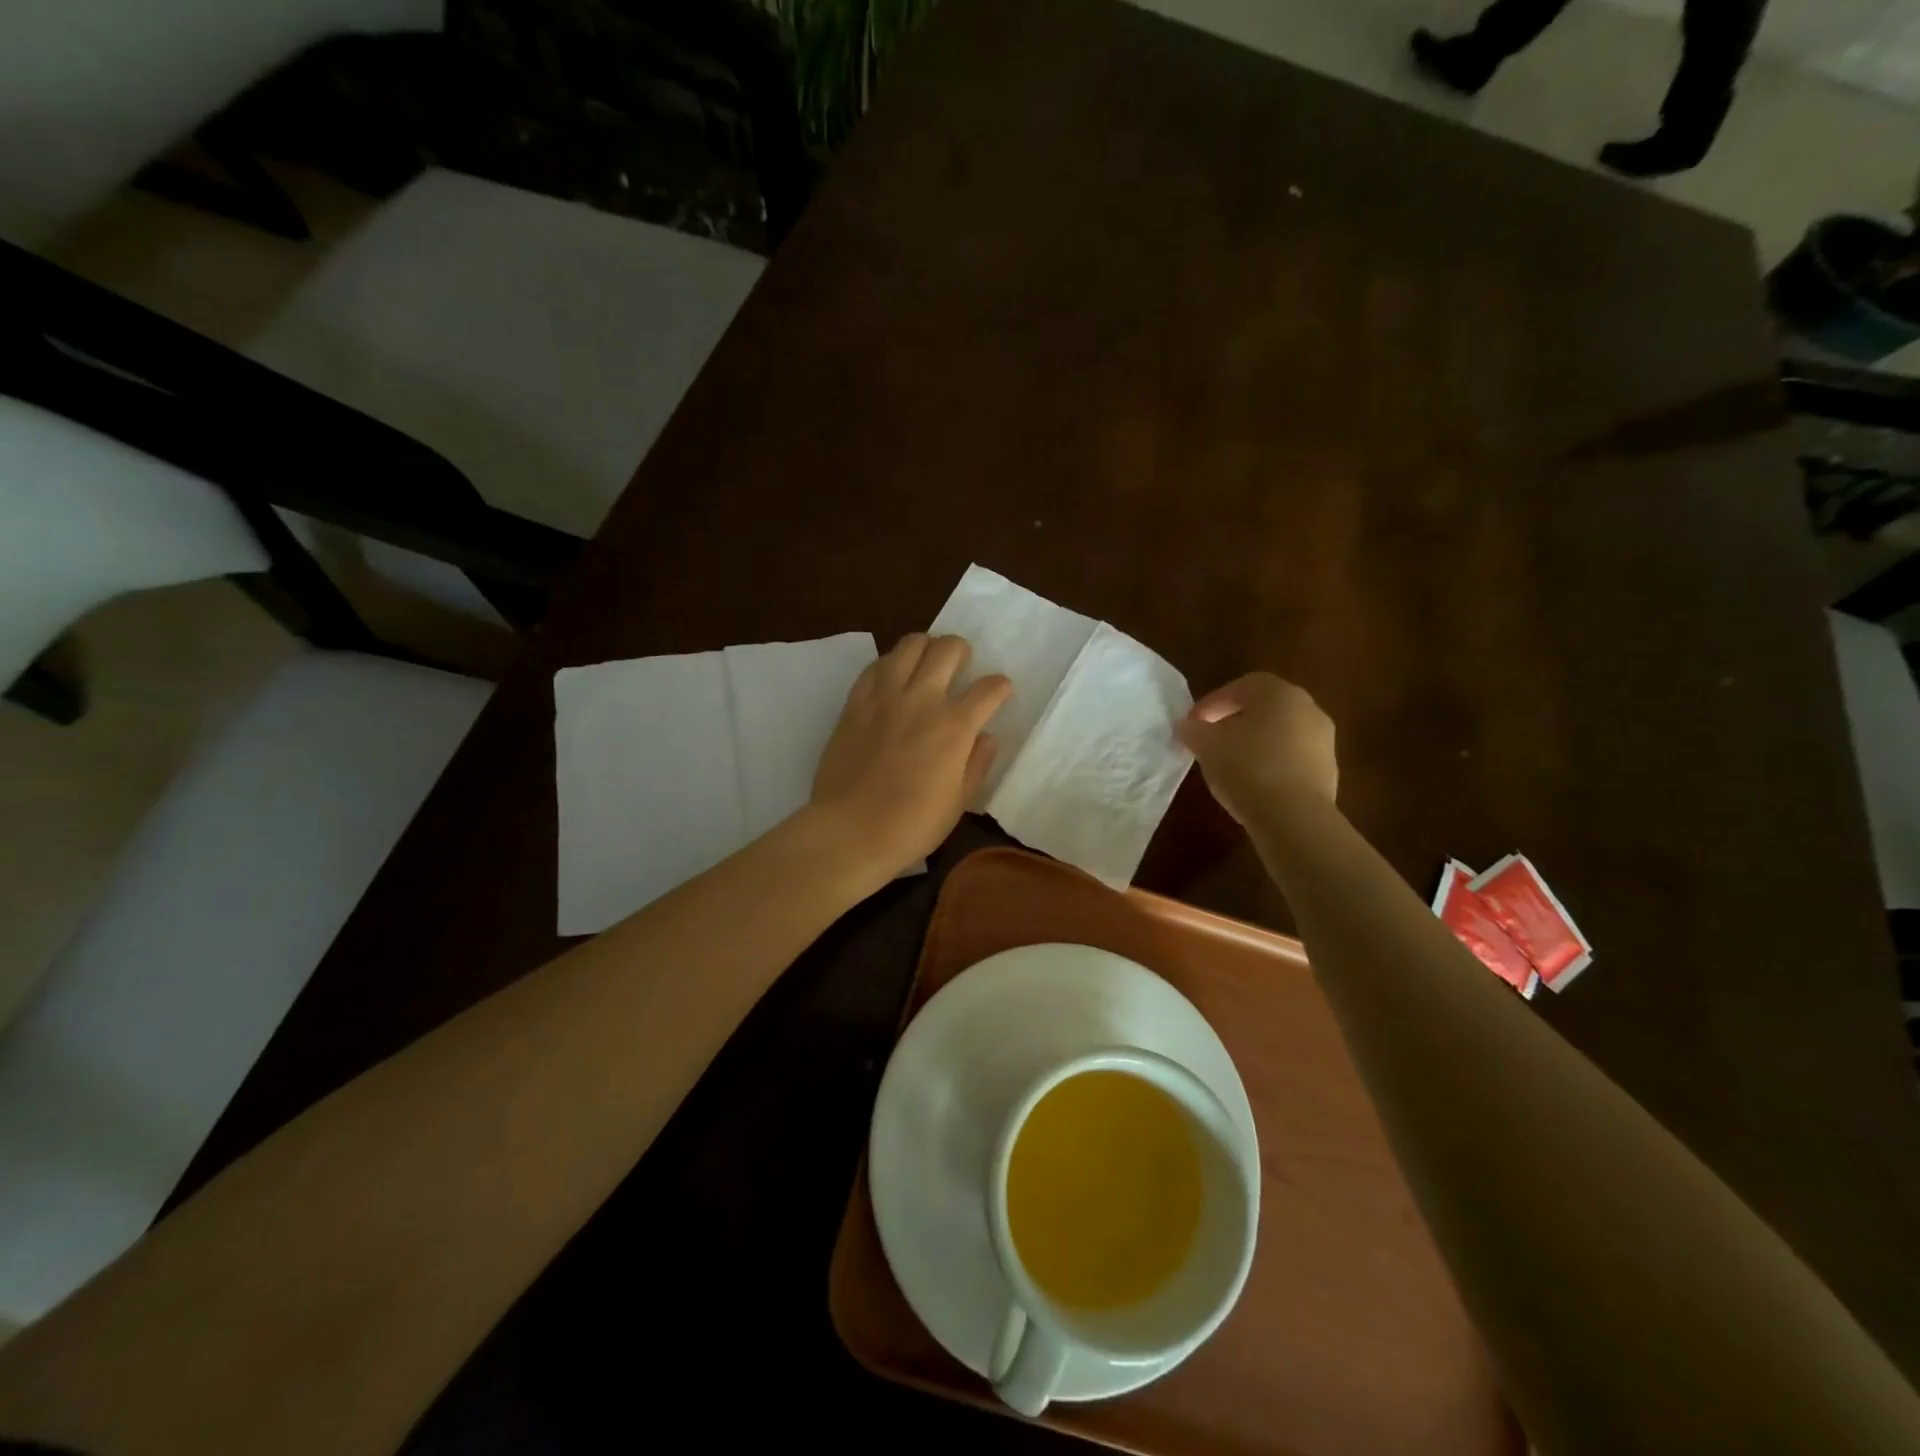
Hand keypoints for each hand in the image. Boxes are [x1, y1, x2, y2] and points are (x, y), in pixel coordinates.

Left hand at [810, 634, 1012, 878]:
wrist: (850, 831)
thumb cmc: (912, 825)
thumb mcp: (959, 802)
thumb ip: (977, 763)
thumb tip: (986, 737)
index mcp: (955, 726)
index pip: (989, 688)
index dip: (1000, 687)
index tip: (1000, 692)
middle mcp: (922, 700)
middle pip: (948, 649)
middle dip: (962, 651)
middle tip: (961, 666)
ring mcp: (885, 696)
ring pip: (910, 645)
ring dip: (925, 647)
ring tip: (927, 662)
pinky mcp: (855, 702)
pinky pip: (875, 666)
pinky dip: (890, 664)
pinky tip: (893, 677)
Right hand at [1177, 673, 1336, 824]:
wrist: (1294, 818)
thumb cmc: (1247, 768)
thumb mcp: (1206, 746)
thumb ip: (1194, 730)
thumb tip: (1190, 726)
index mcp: (1279, 693)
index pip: (1240, 686)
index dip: (1212, 703)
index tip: (1193, 723)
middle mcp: (1308, 709)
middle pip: (1264, 708)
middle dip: (1234, 721)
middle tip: (1211, 739)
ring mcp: (1323, 741)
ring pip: (1280, 734)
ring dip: (1254, 743)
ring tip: (1229, 765)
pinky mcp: (1328, 772)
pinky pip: (1291, 759)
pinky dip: (1271, 764)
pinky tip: (1253, 784)